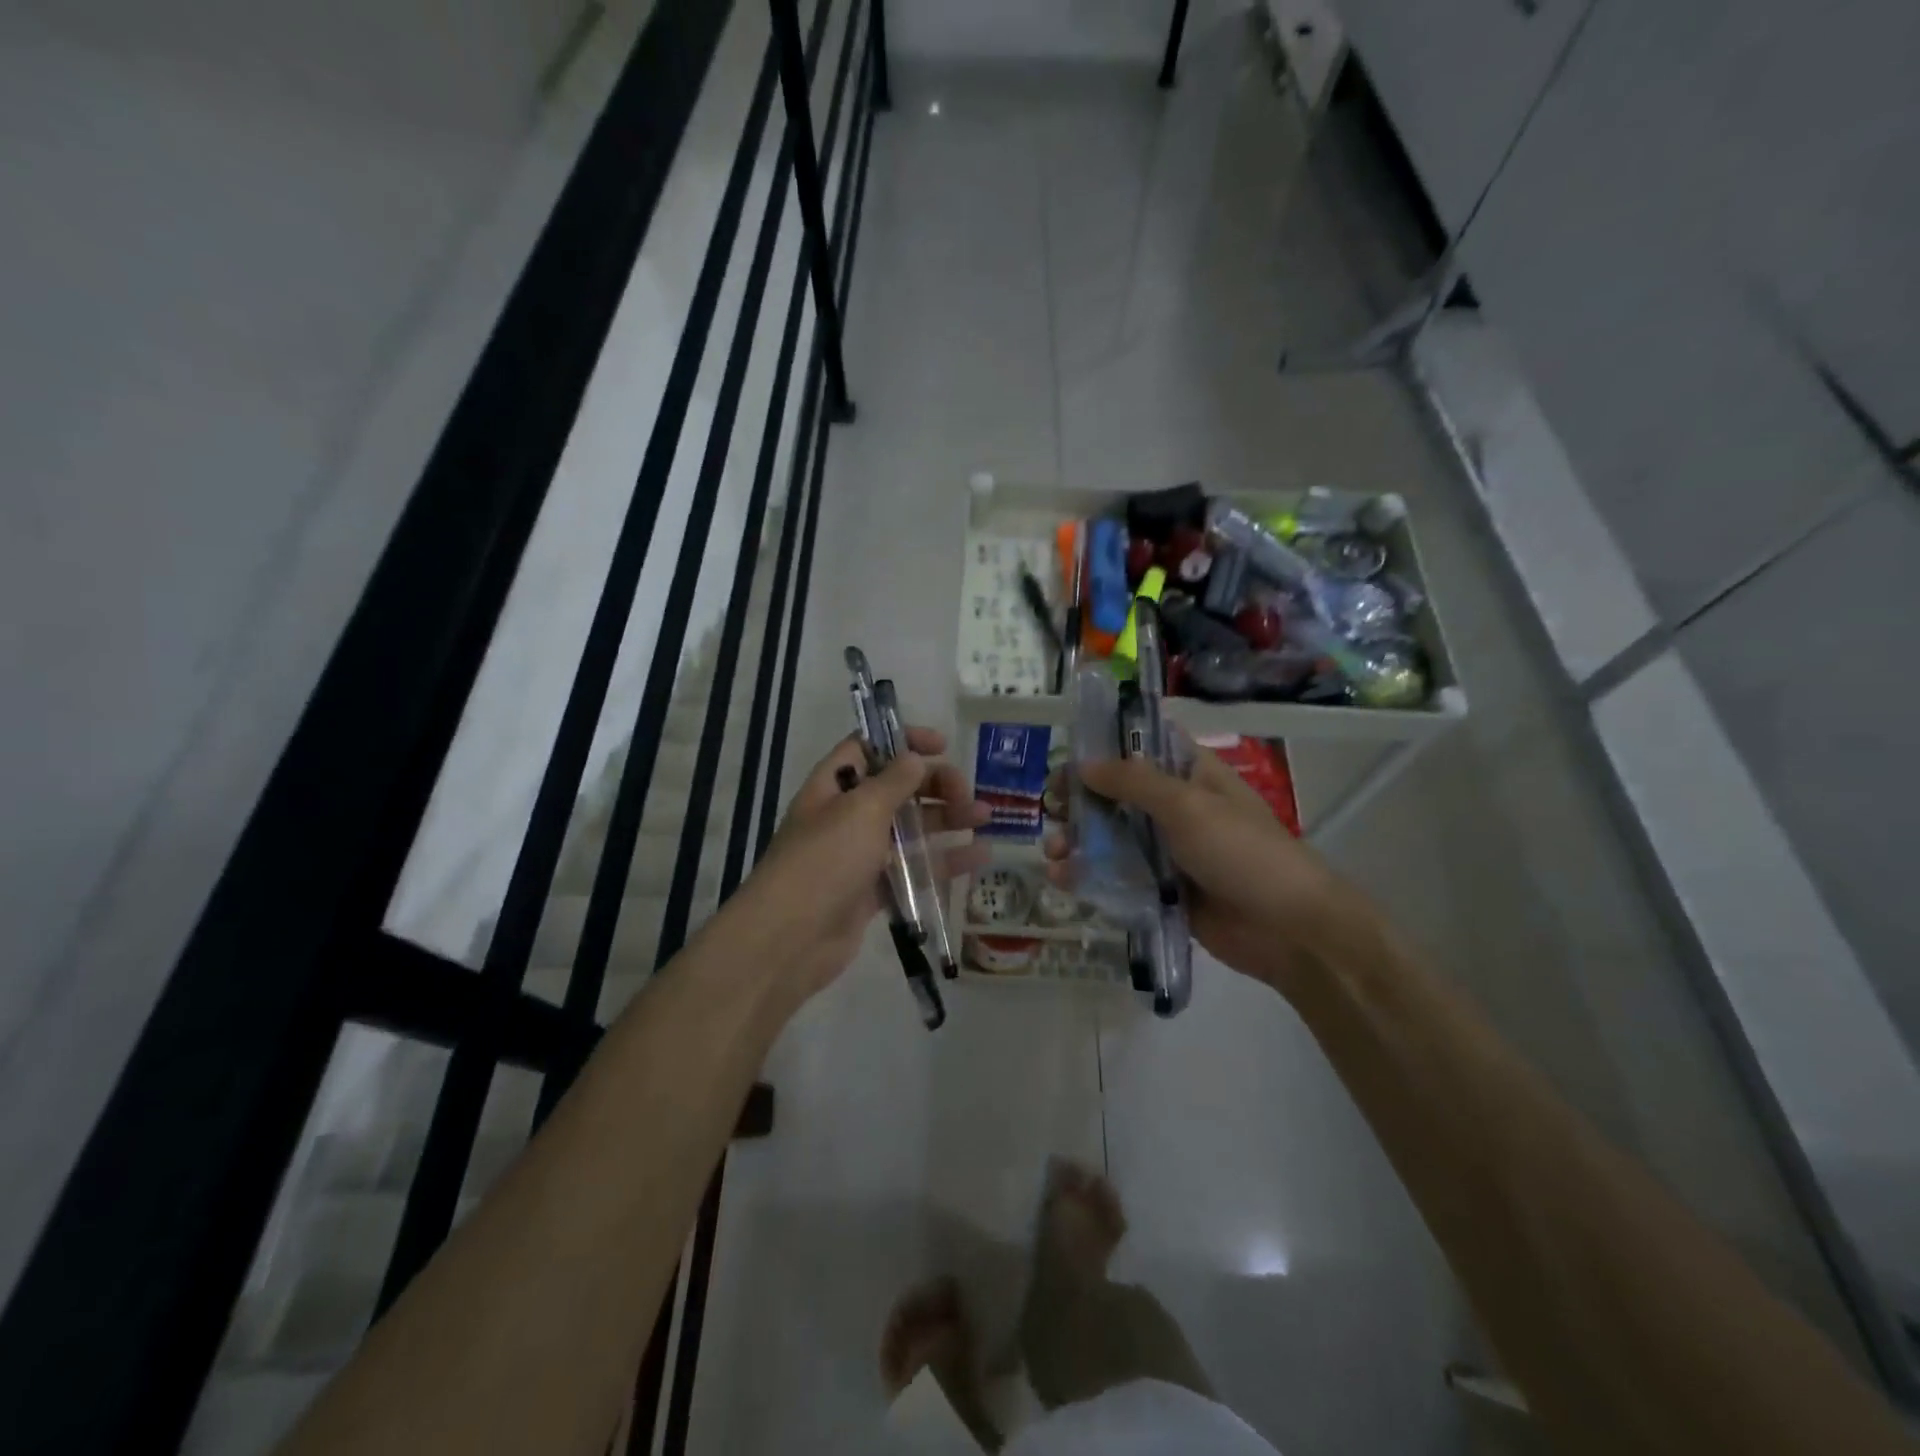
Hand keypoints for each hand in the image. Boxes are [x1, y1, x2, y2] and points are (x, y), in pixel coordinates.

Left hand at [725, 727, 988, 1003]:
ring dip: (947, 819)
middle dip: (934, 785)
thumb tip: (914, 757)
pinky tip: (979, 857)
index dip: (903, 740)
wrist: (791, 939)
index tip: (941, 746)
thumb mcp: (860, 810)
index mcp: (834, 786)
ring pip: (910, 828)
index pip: (868, 747)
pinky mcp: (874, 890)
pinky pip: (913, 867)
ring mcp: (860, 854)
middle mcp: (846, 815)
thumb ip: (893, 781)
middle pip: (896, 788)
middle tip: (967, 794)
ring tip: (985, 818)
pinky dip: (944, 861)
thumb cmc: (825, 860)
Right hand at [1044, 747, 1362, 994]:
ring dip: (1077, 840)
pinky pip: (1118, 877)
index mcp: (1191, 775)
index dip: (1103, 747)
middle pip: (1116, 794)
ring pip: (1111, 838)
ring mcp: (1168, 852)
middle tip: (1051, 809)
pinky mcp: (1161, 890)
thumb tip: (1083, 765)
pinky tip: (1063, 879)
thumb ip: (1133, 782)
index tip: (1067, 758)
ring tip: (1054, 852)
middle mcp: (1176, 808)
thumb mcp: (1187, 806)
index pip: (1142, 747)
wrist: (1288, 930)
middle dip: (1080, 800)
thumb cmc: (1242, 852)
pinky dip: (1089, 876)